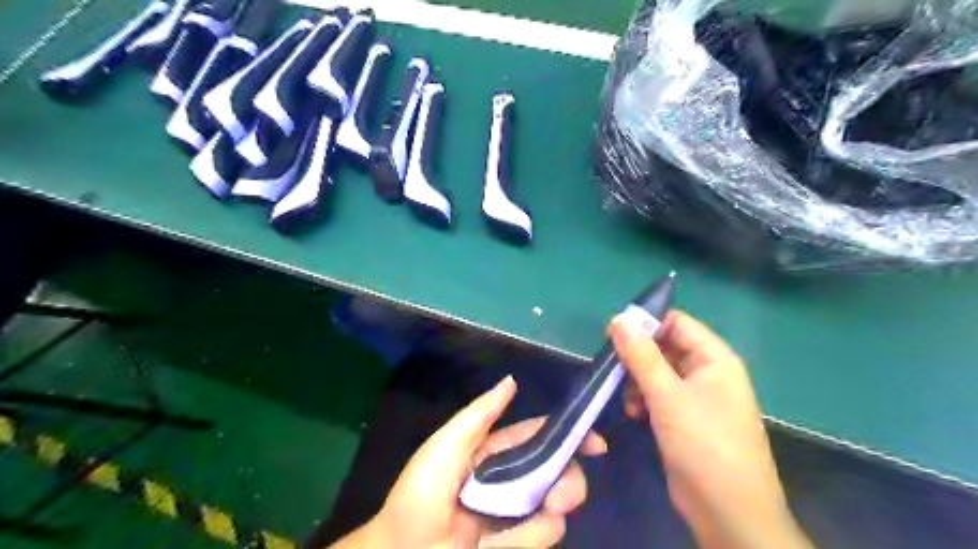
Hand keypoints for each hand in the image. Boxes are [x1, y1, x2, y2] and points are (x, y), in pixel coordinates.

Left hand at [331, 377, 603, 547]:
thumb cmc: (422, 492)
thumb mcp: (448, 445)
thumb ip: (481, 414)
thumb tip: (512, 381)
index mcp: (498, 451)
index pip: (542, 436)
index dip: (571, 436)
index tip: (596, 444)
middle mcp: (514, 479)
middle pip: (560, 473)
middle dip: (568, 482)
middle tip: (558, 497)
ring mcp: (517, 515)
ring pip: (557, 510)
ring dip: (543, 518)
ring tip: (507, 531)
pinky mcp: (518, 543)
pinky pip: (542, 537)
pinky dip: (525, 541)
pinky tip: (495, 546)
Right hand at [614, 311, 815, 547]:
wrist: (728, 512)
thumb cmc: (704, 444)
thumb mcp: (668, 396)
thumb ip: (642, 356)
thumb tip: (618, 318)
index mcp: (714, 358)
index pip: (676, 322)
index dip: (645, 323)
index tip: (612, 334)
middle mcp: (707, 372)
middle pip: (665, 346)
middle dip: (637, 356)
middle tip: (611, 367)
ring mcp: (696, 396)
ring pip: (658, 371)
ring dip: (637, 380)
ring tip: (626, 397)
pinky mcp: (685, 417)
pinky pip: (659, 394)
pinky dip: (643, 398)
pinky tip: (634, 412)